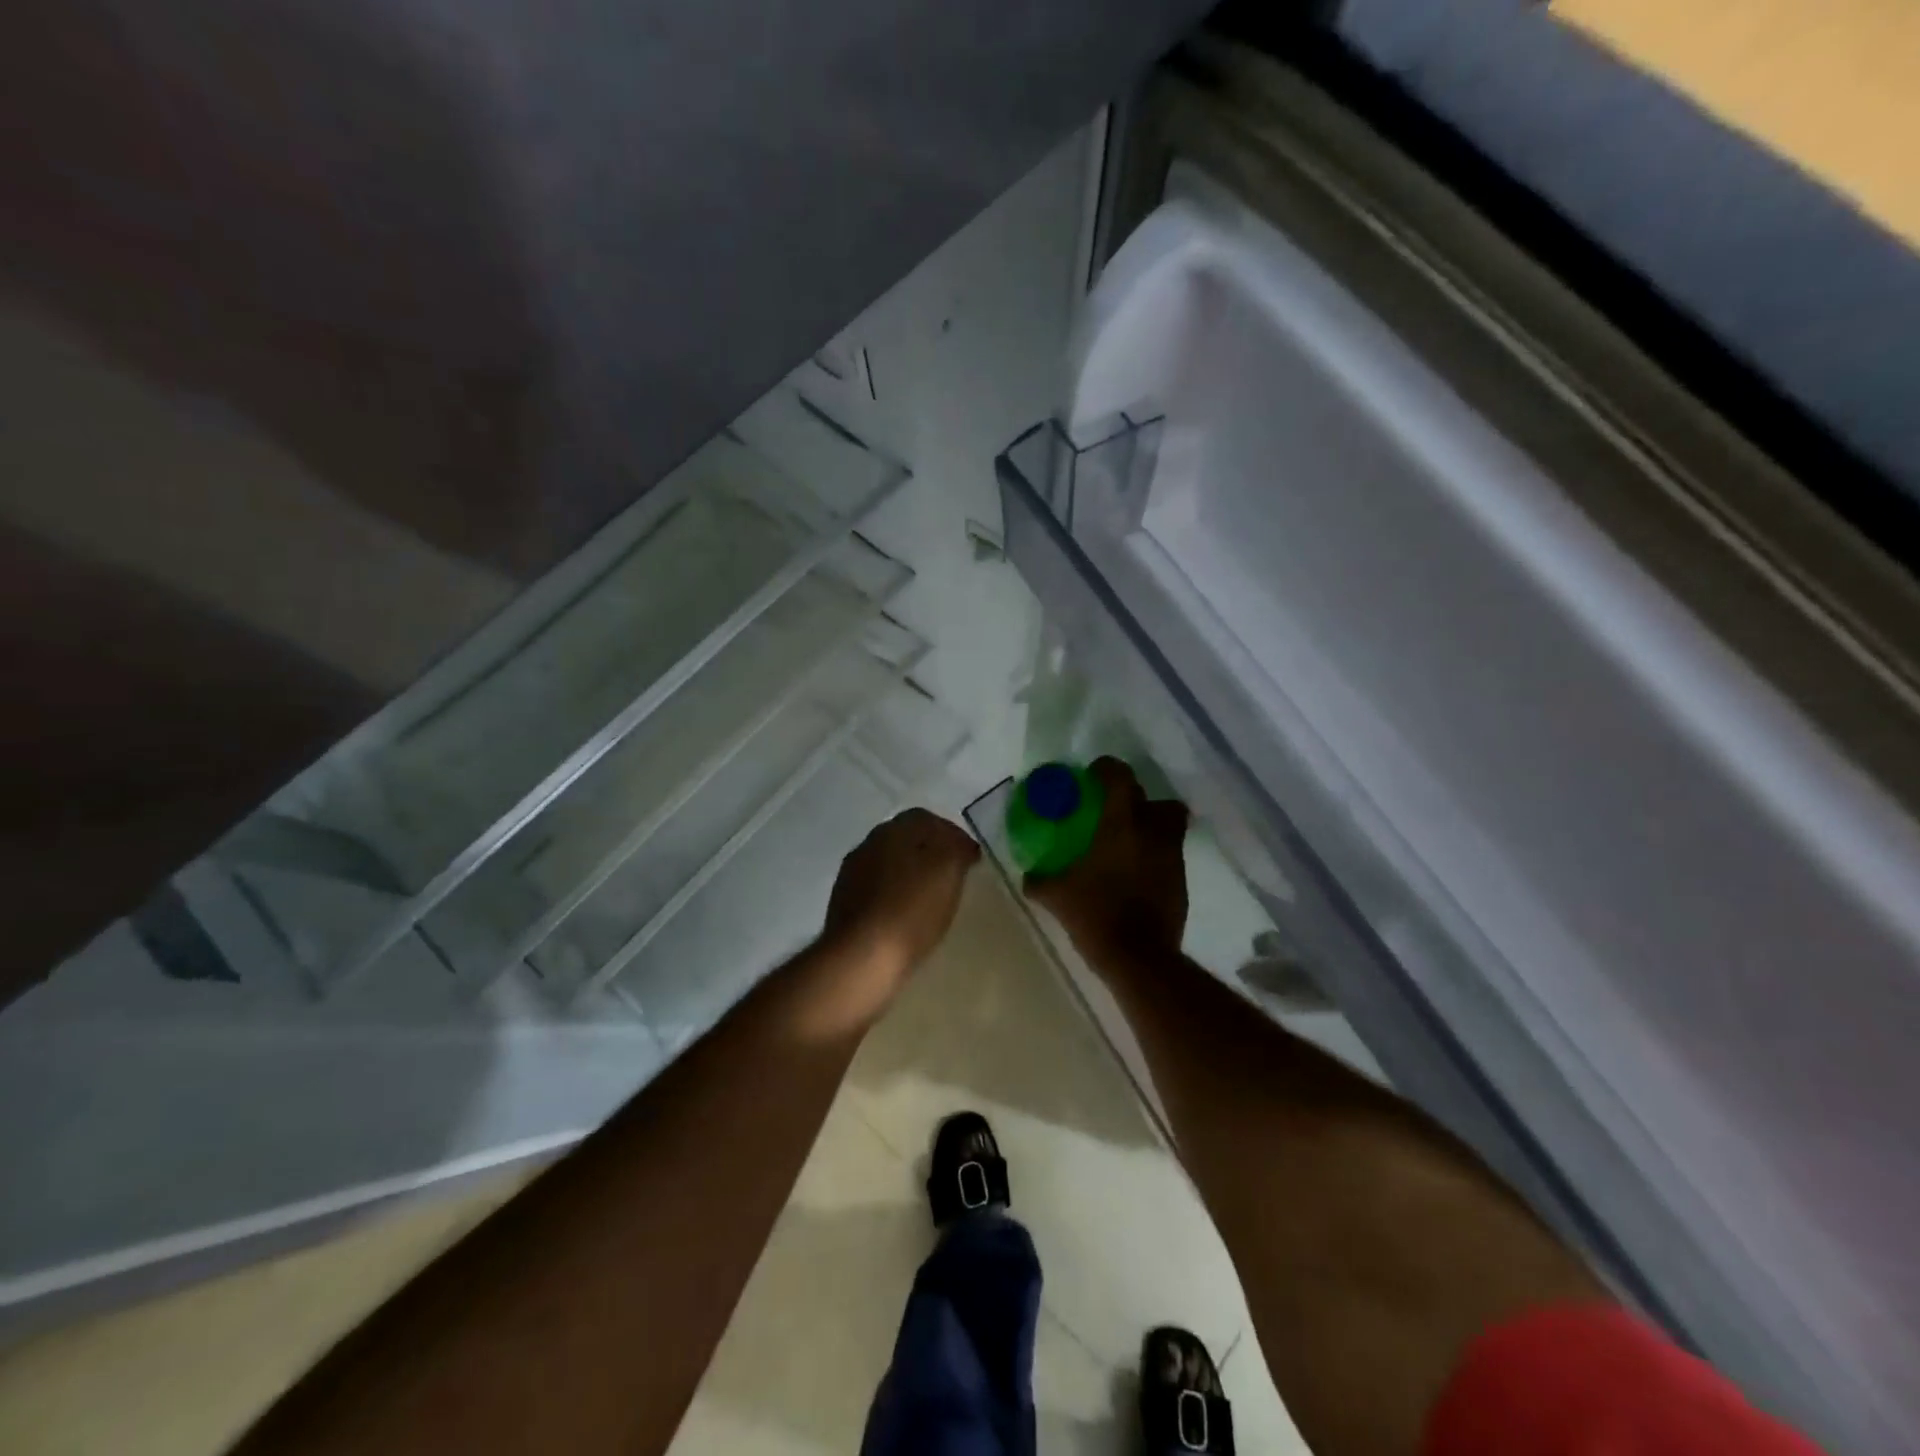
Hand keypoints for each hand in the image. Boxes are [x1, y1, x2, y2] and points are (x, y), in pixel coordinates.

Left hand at [823, 808, 979, 985]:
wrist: (861, 957)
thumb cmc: (911, 910)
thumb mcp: (948, 871)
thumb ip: (957, 848)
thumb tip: (960, 844)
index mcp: (893, 829)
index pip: (926, 819)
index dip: (952, 834)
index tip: (971, 858)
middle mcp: (868, 844)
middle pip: (905, 840)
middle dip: (930, 852)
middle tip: (953, 875)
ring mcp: (852, 874)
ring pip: (889, 864)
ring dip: (910, 874)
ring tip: (932, 898)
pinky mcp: (844, 904)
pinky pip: (877, 890)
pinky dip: (895, 896)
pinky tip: (906, 916)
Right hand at [1024, 757, 1189, 965]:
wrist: (1139, 958)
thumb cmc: (1095, 915)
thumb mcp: (1057, 897)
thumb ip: (1039, 881)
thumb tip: (1028, 876)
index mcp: (1121, 824)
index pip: (1120, 776)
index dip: (1107, 769)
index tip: (1092, 777)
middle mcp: (1152, 832)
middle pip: (1156, 800)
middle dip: (1136, 800)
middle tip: (1113, 813)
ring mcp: (1172, 857)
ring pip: (1169, 827)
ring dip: (1151, 828)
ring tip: (1126, 844)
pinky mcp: (1182, 882)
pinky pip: (1169, 856)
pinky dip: (1155, 858)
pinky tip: (1134, 875)